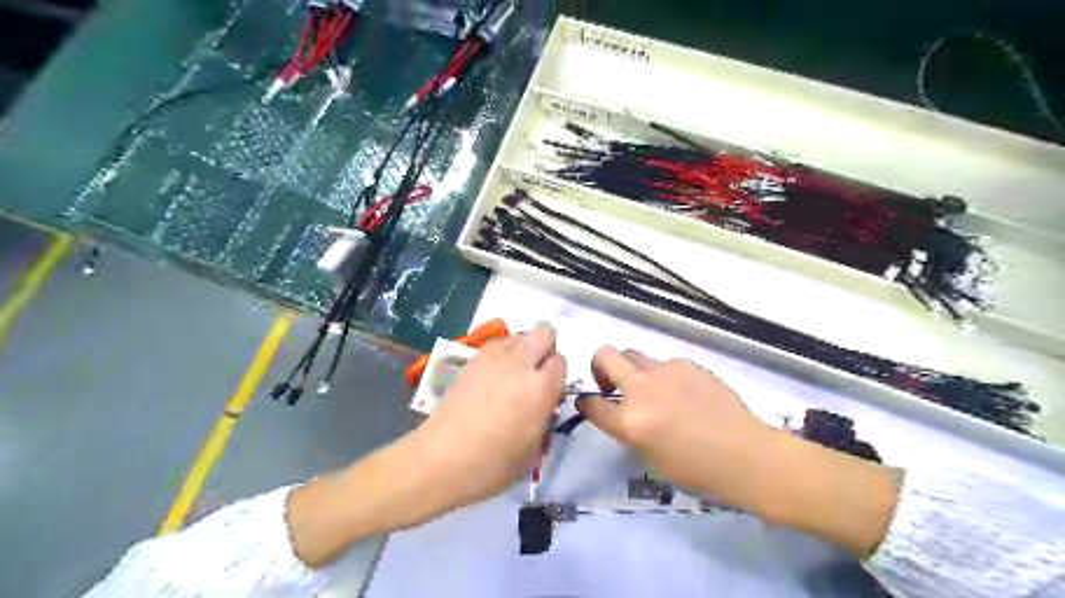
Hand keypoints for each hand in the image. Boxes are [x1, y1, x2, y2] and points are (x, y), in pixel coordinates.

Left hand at [411, 324, 570, 510]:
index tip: (549, 389)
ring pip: (519, 335)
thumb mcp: (532, 447)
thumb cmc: (491, 465)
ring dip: (522, 349)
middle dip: (545, 347)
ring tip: (511, 376)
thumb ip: (543, 413)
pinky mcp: (472, 360)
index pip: (561, 361)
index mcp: (540, 388)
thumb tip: (543, 399)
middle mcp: (520, 365)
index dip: (557, 374)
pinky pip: (496, 344)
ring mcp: (493, 358)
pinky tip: (492, 378)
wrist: (441, 459)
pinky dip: (501, 354)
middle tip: (536, 373)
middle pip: (544, 331)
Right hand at [579, 345, 892, 554]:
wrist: (747, 455)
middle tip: (612, 383)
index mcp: (631, 421)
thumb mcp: (649, 457)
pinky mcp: (687, 363)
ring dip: (634, 371)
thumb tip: (620, 412)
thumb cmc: (697, 470)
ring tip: (655, 391)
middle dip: (599, 366)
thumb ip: (627, 428)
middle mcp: (643, 389)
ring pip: (634, 355)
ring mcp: (666, 371)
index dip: (586, 404)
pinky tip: (684, 393)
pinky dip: (664, 375)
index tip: (590, 404)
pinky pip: (664, 363)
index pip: (591, 404)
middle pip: (604, 355)